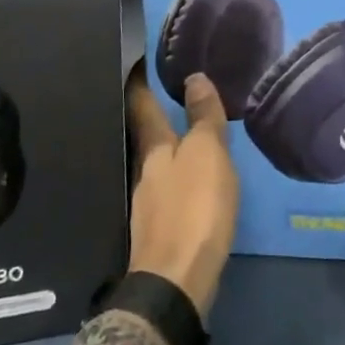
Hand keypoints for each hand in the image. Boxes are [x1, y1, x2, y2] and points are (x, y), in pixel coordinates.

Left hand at [124, 59, 238, 317]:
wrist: (176, 283)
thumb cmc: (194, 209)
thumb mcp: (207, 155)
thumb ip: (202, 118)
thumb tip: (194, 77)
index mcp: (154, 150)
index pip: (142, 106)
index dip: (139, 83)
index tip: (137, 62)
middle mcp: (144, 172)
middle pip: (146, 136)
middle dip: (154, 116)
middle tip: (170, 93)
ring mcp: (148, 204)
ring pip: (157, 164)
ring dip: (168, 148)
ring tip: (186, 135)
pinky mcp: (159, 230)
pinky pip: (168, 190)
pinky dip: (177, 177)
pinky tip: (190, 182)